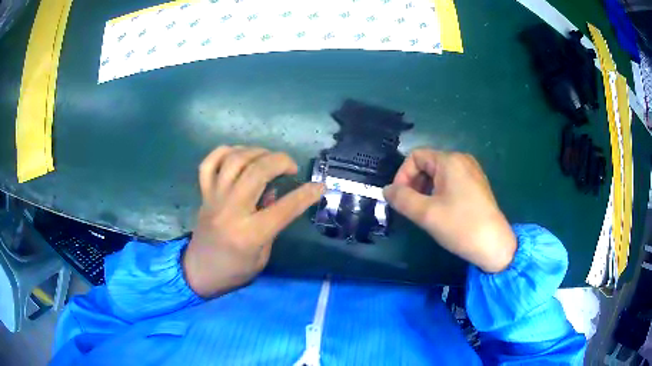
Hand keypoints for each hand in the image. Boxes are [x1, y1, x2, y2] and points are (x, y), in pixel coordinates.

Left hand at [183, 146, 323, 296]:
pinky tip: (238, 155)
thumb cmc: (234, 271)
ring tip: (267, 158)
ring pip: (234, 161)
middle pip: (257, 172)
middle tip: (291, 166)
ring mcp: (214, 198)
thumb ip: (271, 225)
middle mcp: (231, 210)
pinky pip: (209, 163)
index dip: (306, 194)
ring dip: (256, 152)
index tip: (319, 186)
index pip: (284, 208)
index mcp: (250, 234)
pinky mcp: (204, 194)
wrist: (199, 272)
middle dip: (280, 161)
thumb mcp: (262, 257)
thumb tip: (274, 194)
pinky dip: (224, 152)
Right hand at [383, 149, 516, 272]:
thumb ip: (402, 198)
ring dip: (426, 190)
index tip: (400, 199)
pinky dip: (439, 192)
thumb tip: (386, 190)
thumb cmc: (460, 226)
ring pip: (439, 174)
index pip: (416, 157)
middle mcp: (462, 160)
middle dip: (414, 184)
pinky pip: (451, 181)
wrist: (494, 245)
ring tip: (425, 212)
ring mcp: (472, 172)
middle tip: (411, 207)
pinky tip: (441, 211)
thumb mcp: (426, 213)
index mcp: (450, 160)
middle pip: (427, 164)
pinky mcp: (477, 185)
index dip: (402, 175)